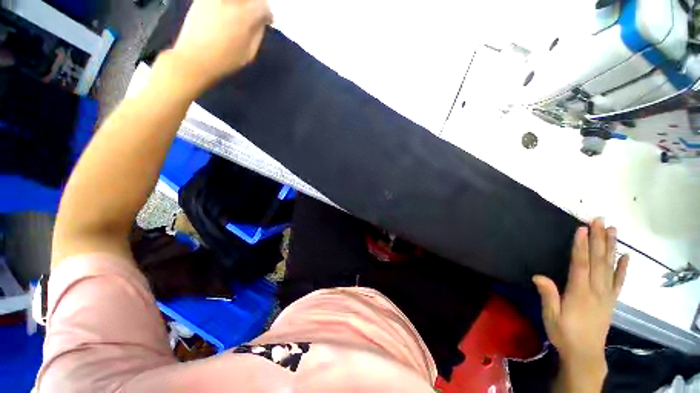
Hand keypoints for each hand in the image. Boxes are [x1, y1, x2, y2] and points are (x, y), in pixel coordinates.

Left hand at [170, 0, 272, 89]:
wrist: (194, 57)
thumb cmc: (225, 60)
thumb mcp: (249, 53)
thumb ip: (257, 34)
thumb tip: (261, 22)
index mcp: (245, 16)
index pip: (263, 6)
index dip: (268, 14)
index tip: (268, 21)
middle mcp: (230, 1)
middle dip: (256, 3)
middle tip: (257, 13)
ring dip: (242, 3)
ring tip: (242, 12)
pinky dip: (228, 4)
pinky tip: (228, 11)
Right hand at [533, 218, 628, 372]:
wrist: (585, 354)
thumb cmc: (564, 333)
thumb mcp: (551, 316)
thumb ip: (548, 296)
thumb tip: (538, 276)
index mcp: (580, 293)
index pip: (581, 264)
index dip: (581, 246)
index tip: (582, 229)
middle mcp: (596, 290)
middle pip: (598, 261)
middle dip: (598, 239)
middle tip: (599, 220)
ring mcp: (607, 295)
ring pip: (610, 267)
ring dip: (611, 247)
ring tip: (613, 230)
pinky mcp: (612, 301)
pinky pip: (619, 282)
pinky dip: (624, 268)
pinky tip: (626, 256)